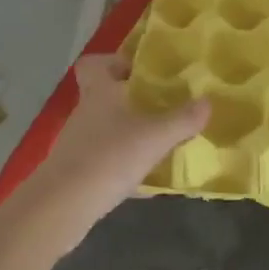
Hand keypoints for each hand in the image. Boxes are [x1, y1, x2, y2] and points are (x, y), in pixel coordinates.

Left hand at [13, 53, 209, 253]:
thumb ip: (182, 120)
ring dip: (128, 132)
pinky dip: (121, 163)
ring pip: (105, 128)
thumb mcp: (154, 137)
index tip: (139, 71)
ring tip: (159, 142)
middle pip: (104, 95)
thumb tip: (208, 101)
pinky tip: (144, 179)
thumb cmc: (108, 157)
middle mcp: (85, 112)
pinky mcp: (75, 172)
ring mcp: (77, 143)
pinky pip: (103, 159)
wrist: (60, 207)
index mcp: (100, 92)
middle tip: (161, 106)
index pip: (94, 63)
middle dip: (131, 99)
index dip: (114, 62)